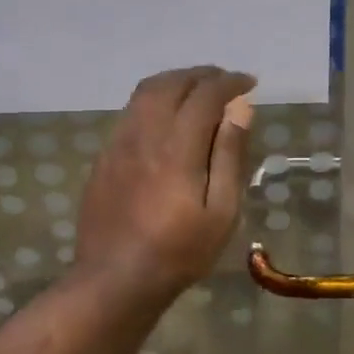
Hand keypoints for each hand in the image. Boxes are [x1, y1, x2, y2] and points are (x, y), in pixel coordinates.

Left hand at [75, 66, 255, 300]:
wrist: (115, 279)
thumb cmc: (179, 251)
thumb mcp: (221, 211)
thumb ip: (230, 155)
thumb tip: (241, 109)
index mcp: (177, 147)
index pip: (205, 95)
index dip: (229, 82)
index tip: (249, 83)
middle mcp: (144, 134)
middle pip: (170, 83)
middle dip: (201, 75)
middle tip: (224, 82)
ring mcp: (118, 143)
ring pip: (145, 93)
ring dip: (175, 82)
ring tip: (197, 91)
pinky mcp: (104, 156)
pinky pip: (130, 112)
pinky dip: (154, 100)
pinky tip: (167, 119)